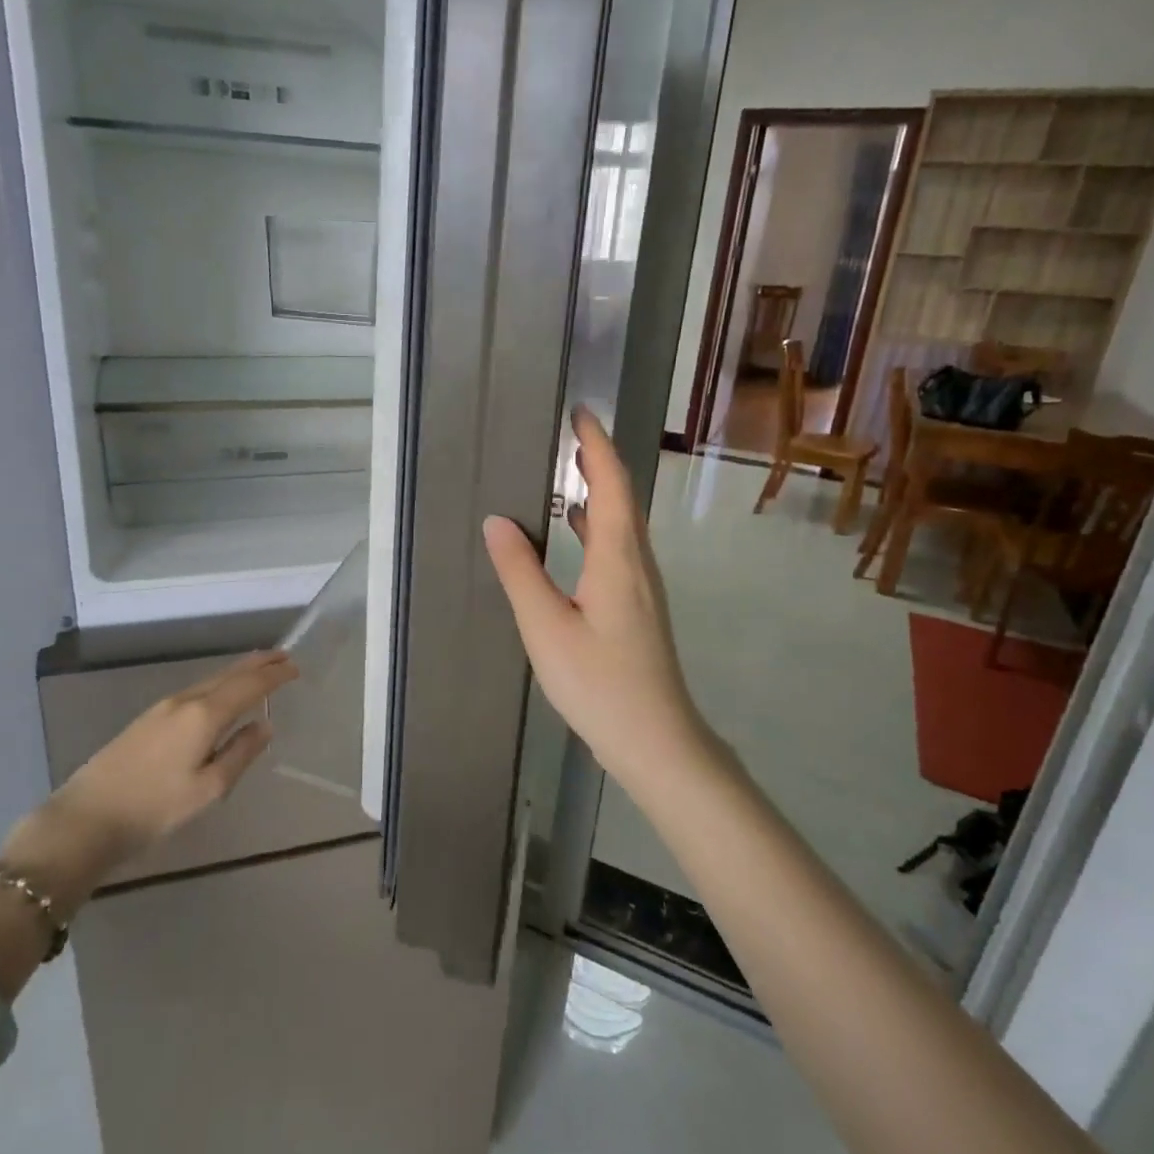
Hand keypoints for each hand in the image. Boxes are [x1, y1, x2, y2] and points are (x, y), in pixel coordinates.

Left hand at [0, 651, 297, 901]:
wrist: (86, 817)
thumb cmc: (154, 808)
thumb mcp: (208, 789)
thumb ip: (241, 753)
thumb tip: (265, 726)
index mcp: (204, 715)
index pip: (248, 685)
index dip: (274, 675)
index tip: (296, 667)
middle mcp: (185, 701)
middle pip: (228, 674)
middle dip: (258, 663)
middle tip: (284, 655)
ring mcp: (163, 707)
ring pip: (210, 680)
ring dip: (238, 671)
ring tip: (259, 668)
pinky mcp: (148, 718)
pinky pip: (196, 689)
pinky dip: (219, 683)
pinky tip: (221, 693)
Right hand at [482, 407, 707, 784]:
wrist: (655, 740)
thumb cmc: (600, 684)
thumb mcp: (547, 628)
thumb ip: (521, 572)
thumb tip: (497, 520)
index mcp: (619, 559)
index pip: (612, 485)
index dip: (596, 446)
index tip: (580, 412)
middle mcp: (637, 564)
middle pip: (623, 498)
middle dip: (598, 460)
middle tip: (567, 432)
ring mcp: (641, 588)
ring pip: (622, 524)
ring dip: (599, 491)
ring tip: (568, 470)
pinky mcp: (636, 607)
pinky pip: (617, 548)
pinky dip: (596, 525)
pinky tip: (575, 533)